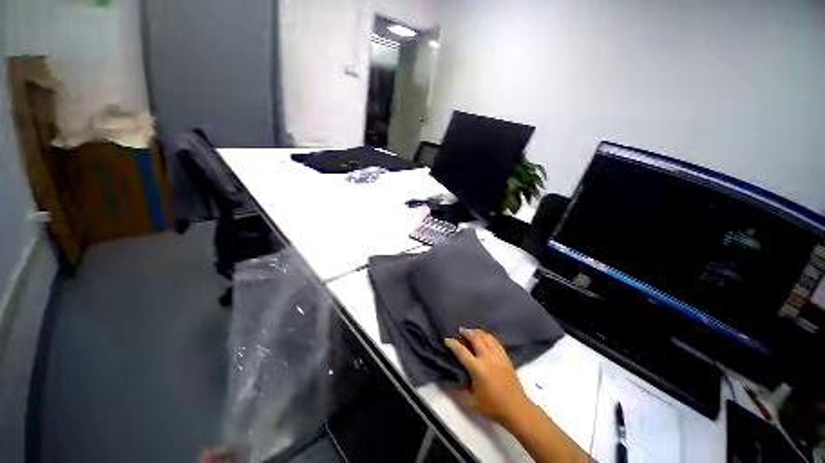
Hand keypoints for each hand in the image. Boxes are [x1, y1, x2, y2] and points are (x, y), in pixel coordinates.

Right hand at [444, 328, 532, 424]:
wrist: (517, 409)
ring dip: (477, 332)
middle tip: (460, 330)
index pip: (462, 351)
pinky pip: (495, 341)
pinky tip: (484, 337)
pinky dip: (487, 336)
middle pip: (475, 338)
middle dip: (466, 332)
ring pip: (486, 336)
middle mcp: (487, 358)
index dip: (453, 343)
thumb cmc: (493, 407)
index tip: (447, 339)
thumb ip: (458, 391)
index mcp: (478, 369)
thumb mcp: (471, 402)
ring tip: (471, 331)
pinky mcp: (505, 357)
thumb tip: (447, 381)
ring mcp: (498, 356)